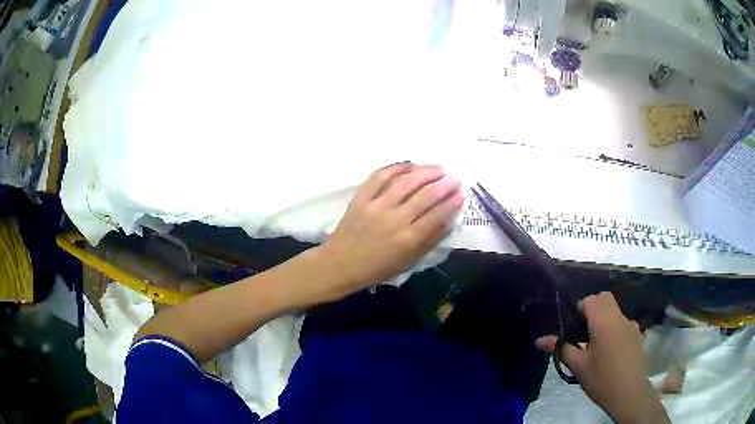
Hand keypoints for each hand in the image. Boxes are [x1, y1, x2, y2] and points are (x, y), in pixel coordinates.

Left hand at [317, 162, 463, 296]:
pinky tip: (409, 164)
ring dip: (425, 172)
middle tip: (455, 178)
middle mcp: (395, 219)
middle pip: (425, 195)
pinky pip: (379, 176)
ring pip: (406, 182)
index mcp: (408, 239)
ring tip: (438, 168)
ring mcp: (376, 206)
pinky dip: (396, 167)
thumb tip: (450, 222)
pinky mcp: (361, 198)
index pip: (437, 215)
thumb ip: (430, 241)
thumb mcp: (408, 262)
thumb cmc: (376, 268)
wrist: (340, 264)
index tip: (461, 193)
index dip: (452, 202)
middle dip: (444, 184)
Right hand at [536, 292, 668, 423]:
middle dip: (591, 310)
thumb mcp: (578, 366)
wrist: (629, 394)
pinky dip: (613, 329)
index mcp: (605, 322)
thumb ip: (561, 349)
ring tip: (595, 345)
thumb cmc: (601, 379)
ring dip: (603, 319)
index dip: (579, 309)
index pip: (591, 300)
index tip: (572, 329)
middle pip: (604, 299)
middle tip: (581, 333)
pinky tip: (610, 352)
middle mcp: (620, 318)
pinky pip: (622, 323)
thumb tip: (539, 341)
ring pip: (614, 311)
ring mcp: (631, 325)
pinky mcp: (637, 335)